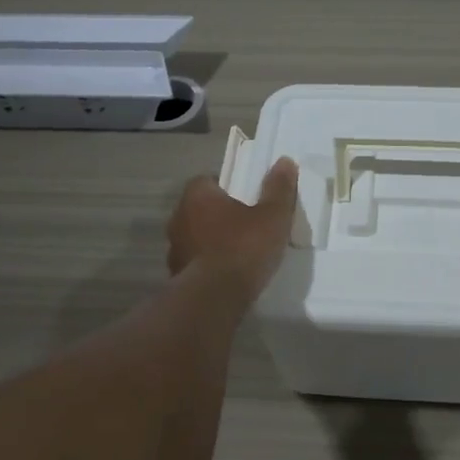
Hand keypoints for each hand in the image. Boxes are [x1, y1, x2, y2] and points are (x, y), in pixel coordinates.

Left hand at [166, 157, 298, 300]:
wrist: (215, 298)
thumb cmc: (244, 247)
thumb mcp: (272, 216)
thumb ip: (278, 188)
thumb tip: (285, 161)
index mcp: (197, 196)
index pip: (207, 181)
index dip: (227, 187)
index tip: (247, 199)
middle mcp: (179, 218)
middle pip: (201, 209)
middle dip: (220, 215)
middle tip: (247, 225)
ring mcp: (174, 249)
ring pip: (196, 237)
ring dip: (212, 241)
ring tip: (239, 253)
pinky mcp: (176, 276)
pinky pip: (196, 263)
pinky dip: (209, 265)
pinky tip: (228, 275)